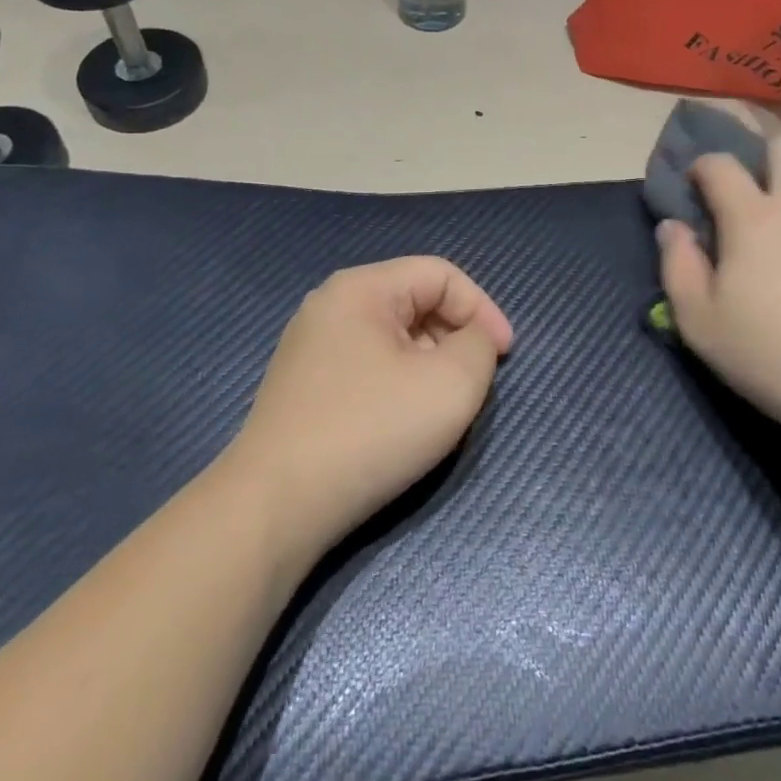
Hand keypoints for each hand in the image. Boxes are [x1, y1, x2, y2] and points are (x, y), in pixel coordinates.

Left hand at [229, 258, 513, 558]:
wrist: (276, 506)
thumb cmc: (371, 430)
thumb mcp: (451, 383)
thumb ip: (479, 345)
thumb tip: (472, 339)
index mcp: (361, 288)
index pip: (441, 274)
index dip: (482, 308)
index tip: (504, 356)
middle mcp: (331, 306)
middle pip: (415, 302)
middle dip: (455, 337)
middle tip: (474, 384)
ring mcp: (311, 347)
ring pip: (392, 338)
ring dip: (429, 363)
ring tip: (441, 407)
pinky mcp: (303, 386)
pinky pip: (368, 366)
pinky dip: (399, 383)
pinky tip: (402, 424)